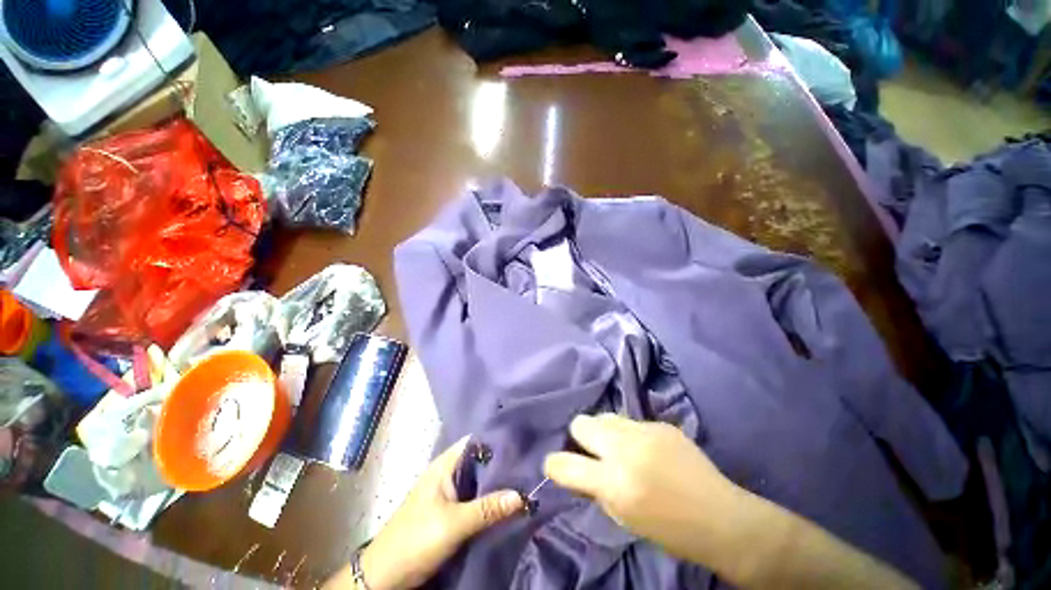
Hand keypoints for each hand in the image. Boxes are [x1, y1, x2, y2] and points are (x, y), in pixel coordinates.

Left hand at [350, 436, 523, 589]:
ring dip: (496, 481)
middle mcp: (447, 472)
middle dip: (502, 462)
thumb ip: (487, 509)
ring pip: (477, 479)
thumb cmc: (415, 540)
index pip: (475, 441)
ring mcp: (447, 492)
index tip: (523, 441)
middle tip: (529, 462)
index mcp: (444, 465)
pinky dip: (488, 497)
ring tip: (524, 478)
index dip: (497, 439)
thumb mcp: (453, 525)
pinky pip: (473, 496)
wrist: (384, 576)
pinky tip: (506, 500)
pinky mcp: (448, 509)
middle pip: (479, 460)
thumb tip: (522, 495)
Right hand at [543, 414, 736, 562]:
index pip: (564, 463)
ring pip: (605, 416)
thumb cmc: (669, 530)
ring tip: (619, 447)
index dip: (554, 464)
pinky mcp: (660, 423)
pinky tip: (646, 449)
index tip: (557, 465)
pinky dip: (629, 434)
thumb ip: (597, 488)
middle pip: (581, 422)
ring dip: (604, 432)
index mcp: (613, 482)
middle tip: (592, 451)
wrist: (721, 517)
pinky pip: (631, 421)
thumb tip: (579, 469)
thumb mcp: (623, 518)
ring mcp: (644, 431)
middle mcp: (624, 449)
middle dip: (580, 436)